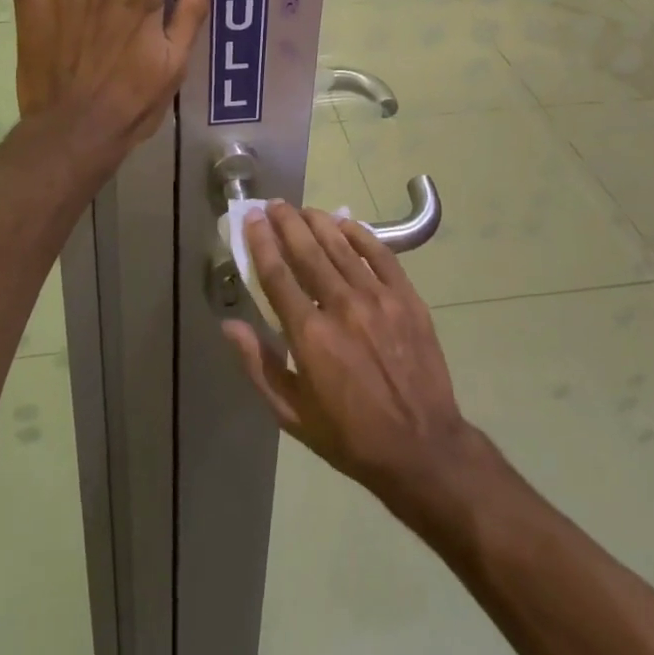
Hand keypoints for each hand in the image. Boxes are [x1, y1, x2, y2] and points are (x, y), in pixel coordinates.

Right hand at [223, 202, 480, 508]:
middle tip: (274, 204)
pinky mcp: (407, 298)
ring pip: (341, 245)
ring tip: (303, 209)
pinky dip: (360, 233)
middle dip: (286, 222)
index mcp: (311, 336)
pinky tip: (345, 223)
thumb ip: (260, 365)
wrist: (423, 450)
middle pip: (307, 250)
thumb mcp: (294, 416)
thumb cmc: (351, 437)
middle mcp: (342, 307)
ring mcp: (378, 299)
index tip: (252, 219)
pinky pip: (380, 253)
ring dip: (318, 222)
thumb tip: (229, 324)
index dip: (261, 242)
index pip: (277, 275)